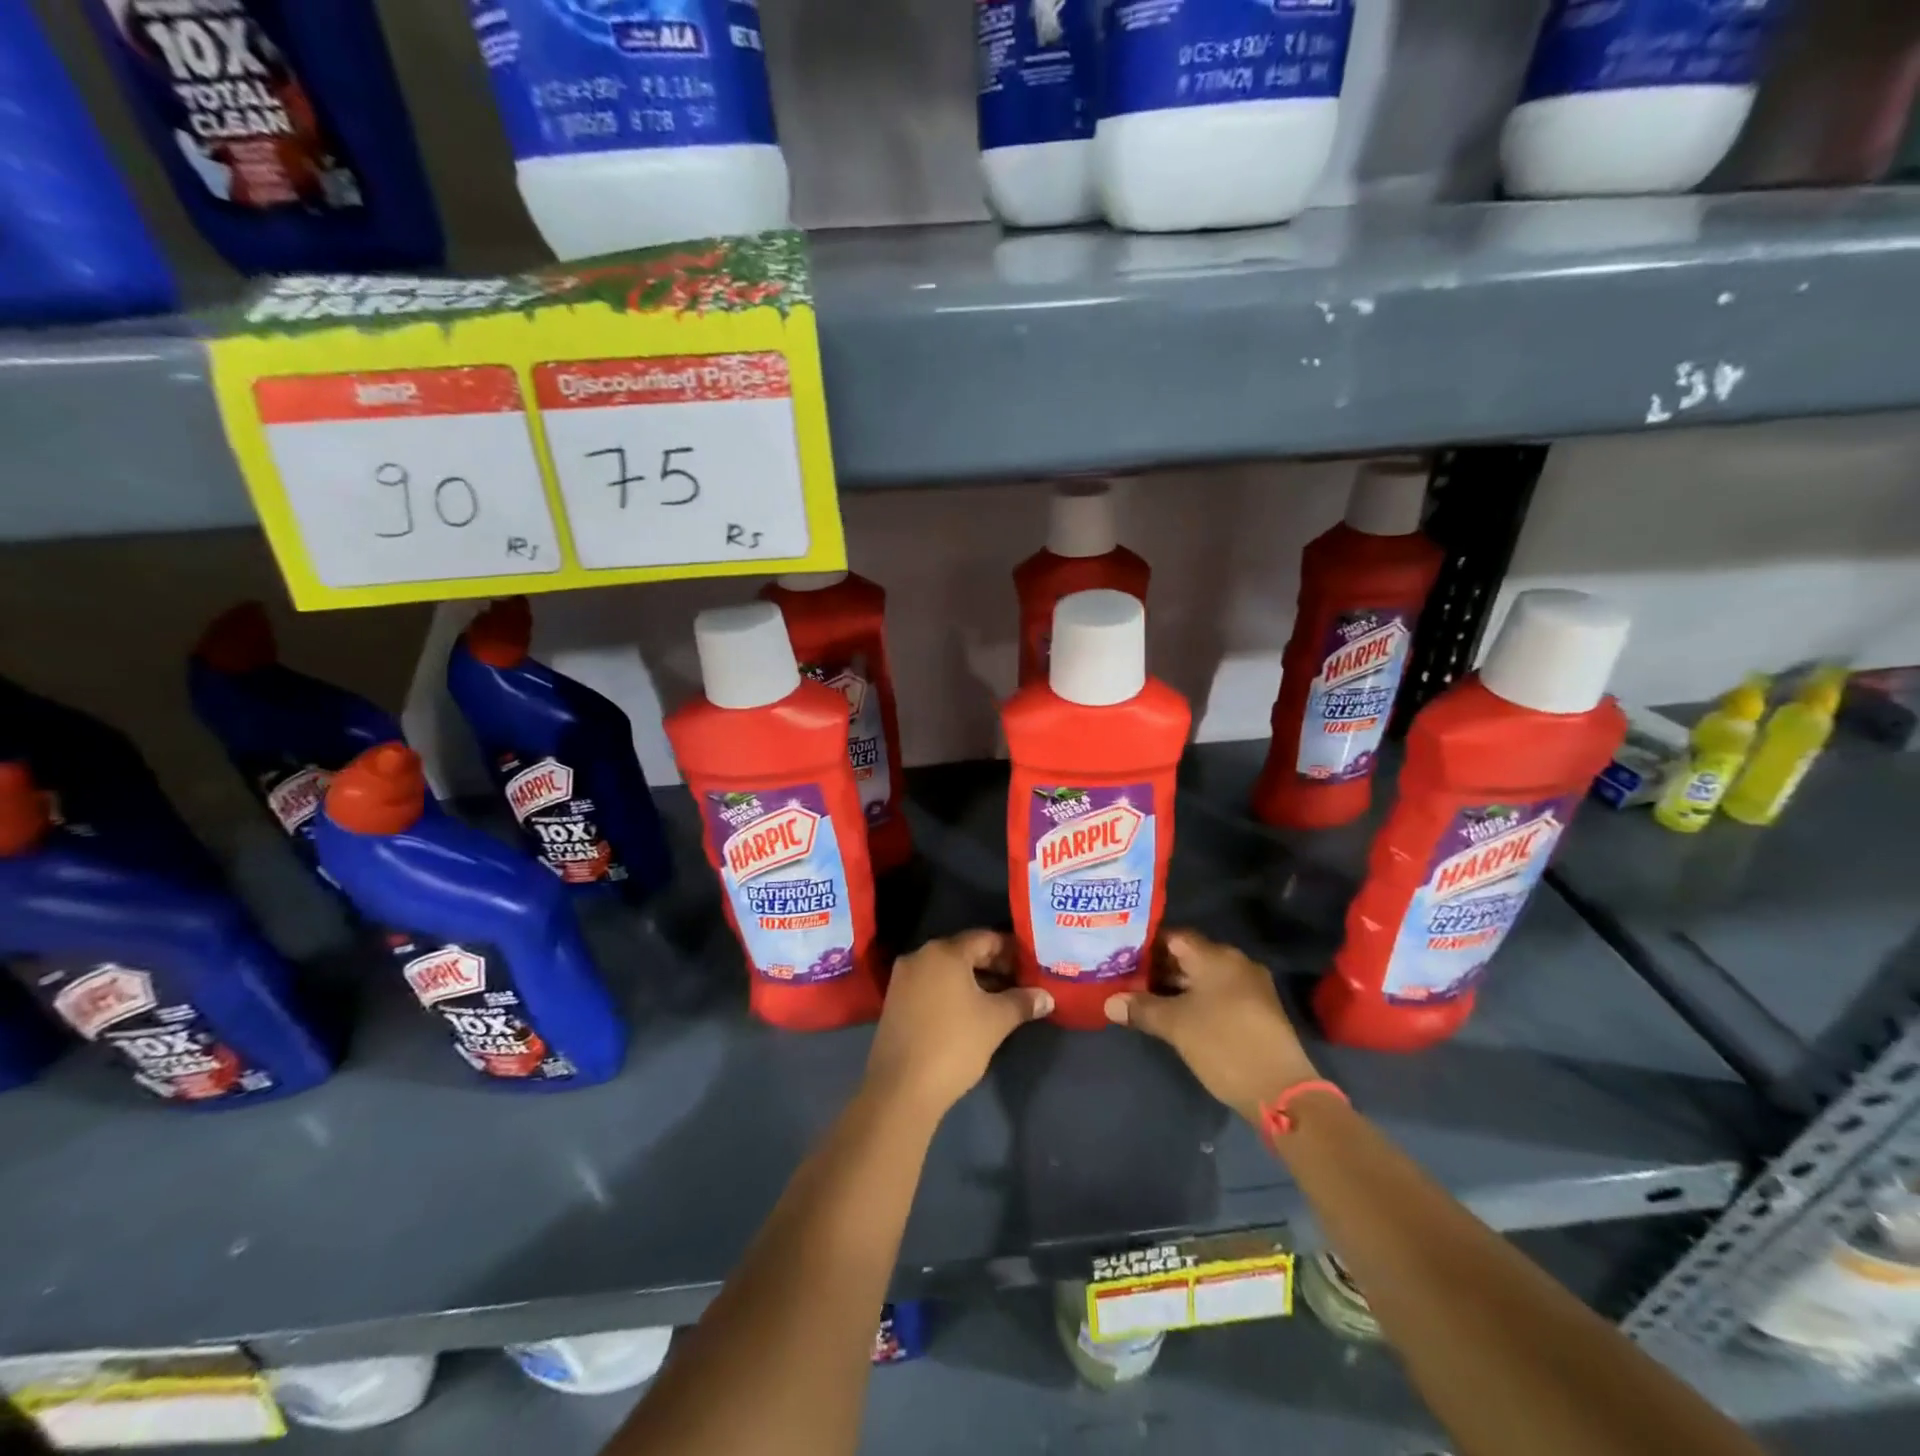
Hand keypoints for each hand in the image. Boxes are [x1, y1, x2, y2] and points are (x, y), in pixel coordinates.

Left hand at [864, 930, 1051, 1121]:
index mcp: (944, 952)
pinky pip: (931, 985)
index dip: (1011, 950)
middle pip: (964, 952)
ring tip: (1000, 1000)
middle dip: (994, 966)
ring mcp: (903, 979)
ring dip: (974, 981)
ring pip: (946, 970)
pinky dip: (952, 992)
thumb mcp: (996, 1021)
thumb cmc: (954, 1044)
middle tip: (1020, 983)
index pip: (985, 938)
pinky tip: (970, 1013)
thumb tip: (1046, 997)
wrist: (901, 1088)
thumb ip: (1022, 1002)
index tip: (1030, 966)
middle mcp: (920, 956)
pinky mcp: (895, 1001)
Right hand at [1105, 929, 1319, 1124]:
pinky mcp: (1257, 1010)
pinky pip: (1218, 993)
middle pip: (1189, 955)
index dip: (1145, 945)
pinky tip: (1176, 1015)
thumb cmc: (1223, 1044)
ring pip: (1204, 977)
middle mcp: (1236, 962)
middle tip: (1127, 979)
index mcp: (1216, 956)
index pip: (1173, 936)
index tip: (1121, 956)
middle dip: (1158, 968)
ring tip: (1144, 998)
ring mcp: (1250, 986)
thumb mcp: (1175, 1026)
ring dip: (1176, 987)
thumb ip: (1141, 1008)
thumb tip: (1110, 1003)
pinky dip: (1196, 999)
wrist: (1281, 1091)